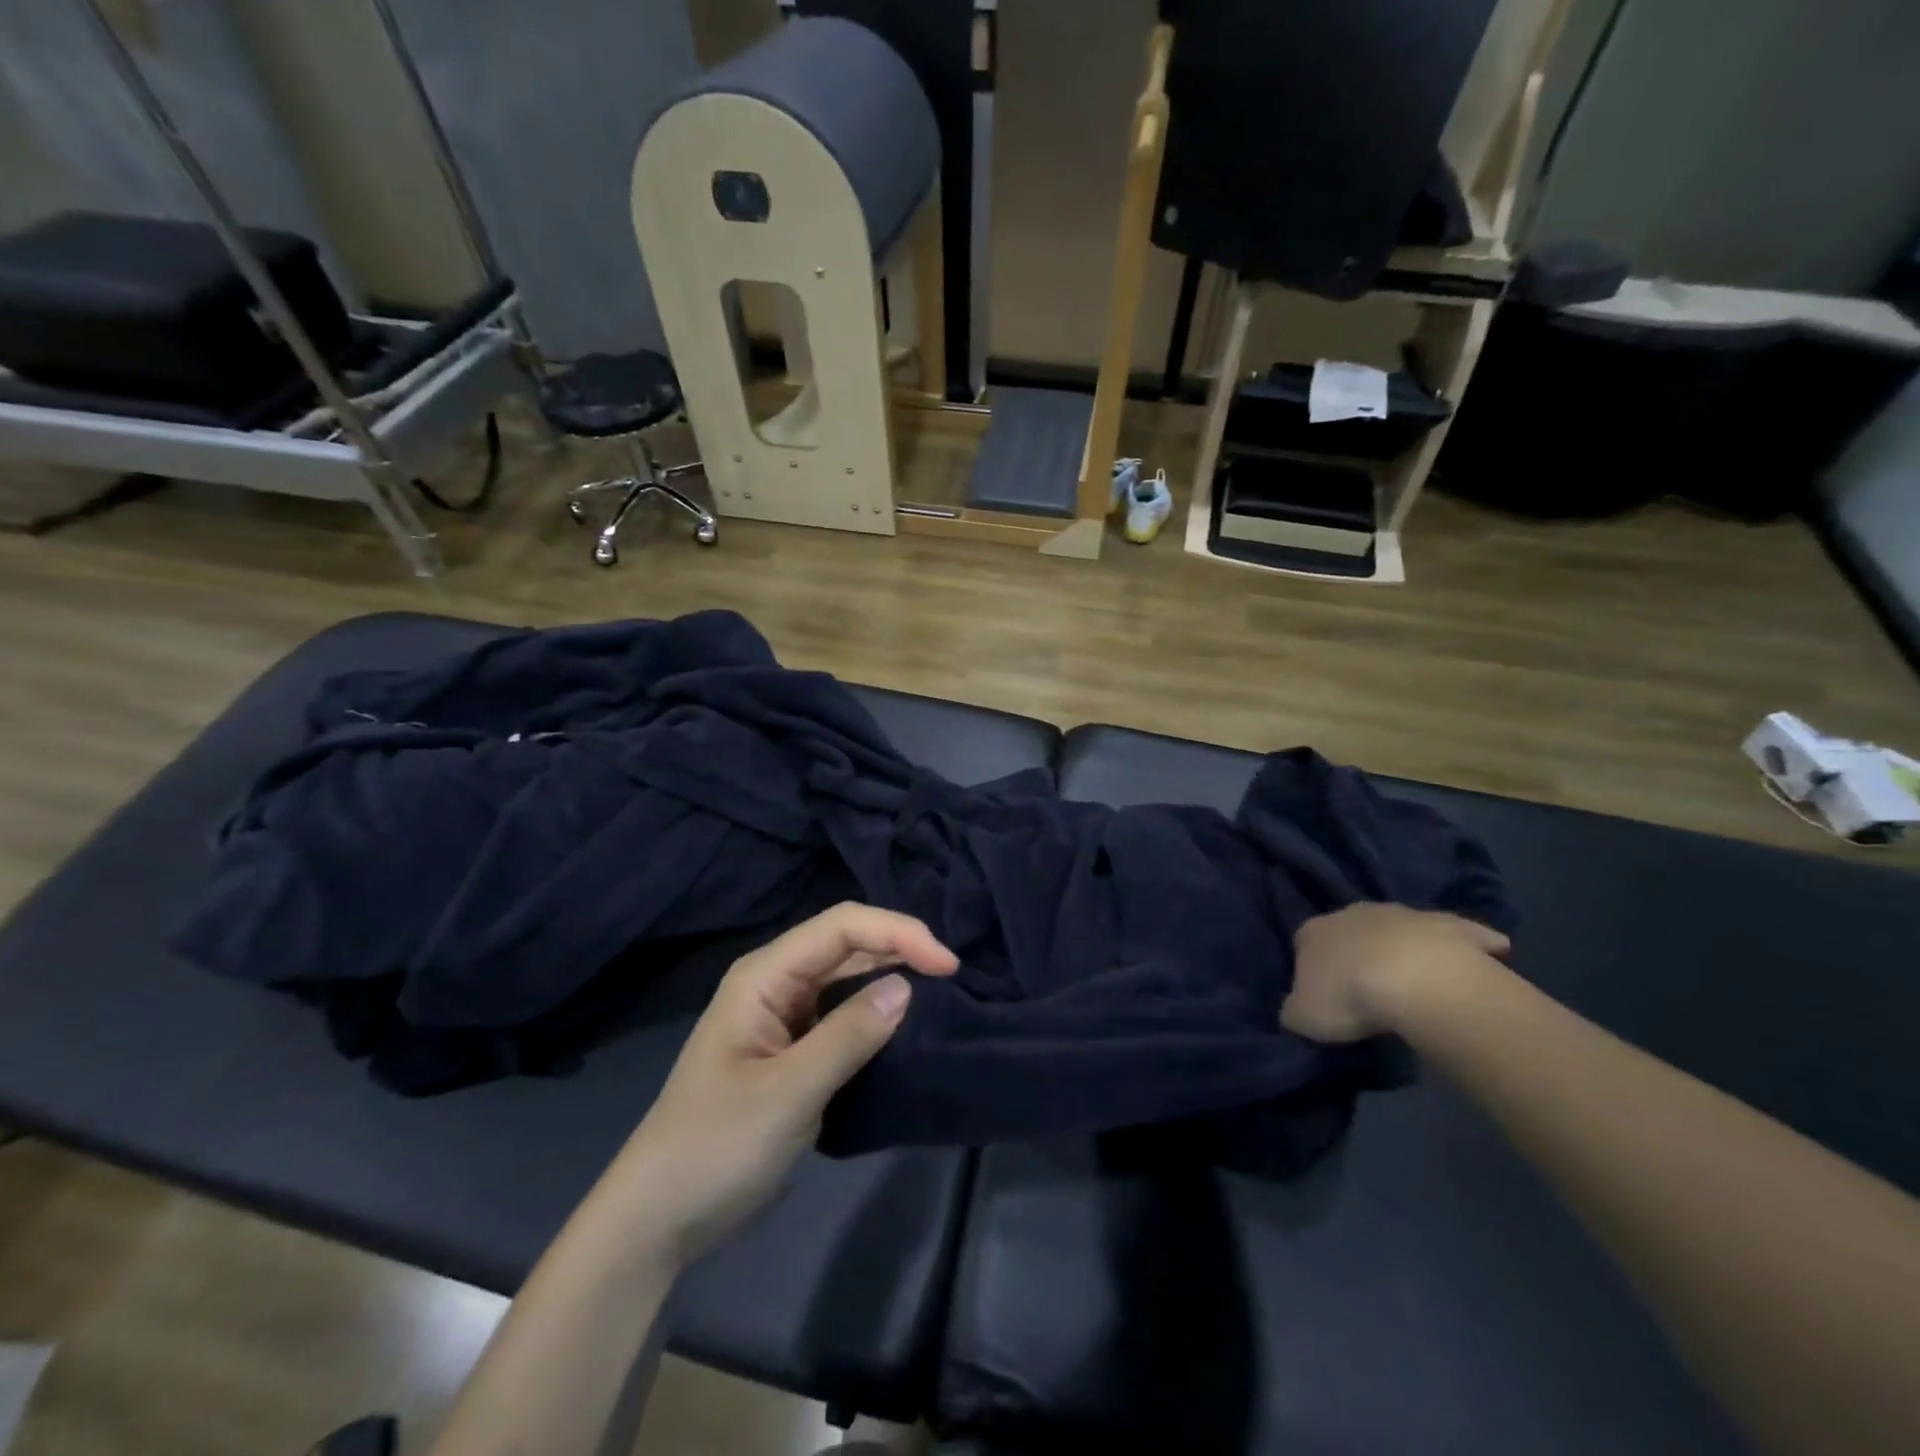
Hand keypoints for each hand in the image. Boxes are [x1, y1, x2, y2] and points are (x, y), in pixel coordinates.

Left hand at [610, 903, 957, 1266]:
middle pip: (849, 944)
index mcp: (766, 976)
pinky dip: (878, 1015)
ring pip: (850, 979)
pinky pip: (845, 1016)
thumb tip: (907, 988)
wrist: (660, 1218)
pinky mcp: (795, 1051)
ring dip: (893, 979)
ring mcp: (785, 1017)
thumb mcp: (788, 1092)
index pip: (842, 926)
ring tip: (944, 995)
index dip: (898, 933)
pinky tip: (908, 1027)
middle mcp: (777, 983)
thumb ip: (849, 1035)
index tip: (947, 966)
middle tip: (955, 978)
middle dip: (901, 950)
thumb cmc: (716, 1147)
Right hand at [1283, 903, 1509, 1043]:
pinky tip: (1483, 959)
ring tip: (1415, 983)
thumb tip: (1298, 1009)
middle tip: (1367, 989)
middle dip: (1357, 952)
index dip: (1313, 969)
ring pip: (1400, 927)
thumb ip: (1295, 1010)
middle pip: (1351, 930)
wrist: (1418, 982)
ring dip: (1404, 947)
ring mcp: (1404, 914)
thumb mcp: (1303, 1018)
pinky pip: (1461, 933)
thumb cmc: (1350, 997)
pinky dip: (1472, 942)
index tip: (1324, 995)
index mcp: (1313, 931)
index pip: (1304, 944)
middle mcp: (1353, 912)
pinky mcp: (1451, 924)